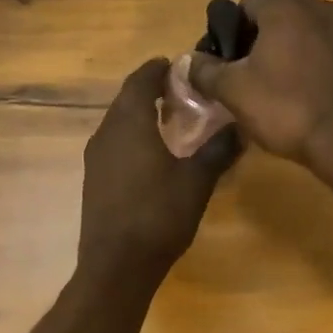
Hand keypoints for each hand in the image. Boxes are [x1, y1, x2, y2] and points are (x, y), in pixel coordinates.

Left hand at [78, 57, 238, 287]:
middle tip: (180, 95)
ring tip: (169, 124)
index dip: (159, 69)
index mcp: (129, 123)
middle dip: (151, 92)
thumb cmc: (159, 216)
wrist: (117, 265)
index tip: (178, 67)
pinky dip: (132, 140)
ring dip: (140, 117)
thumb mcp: (197, 181)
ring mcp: (95, 159)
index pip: (141, 79)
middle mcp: (106, 133)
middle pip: (126, 100)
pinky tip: (152, 157)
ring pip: (118, 124)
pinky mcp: (93, 181)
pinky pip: (113, 147)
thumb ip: (217, 150)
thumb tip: (239, 127)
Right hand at [187, 0, 332, 167]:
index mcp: (284, 7)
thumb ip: (206, 71)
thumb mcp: (234, 91)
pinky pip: (320, 50)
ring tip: (269, 86)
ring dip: (281, 51)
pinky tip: (298, 94)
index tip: (223, 62)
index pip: (246, 2)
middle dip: (255, 39)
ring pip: (299, 32)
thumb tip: (190, 61)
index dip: (229, 30)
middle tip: (243, 75)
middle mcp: (316, 7)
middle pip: (275, 14)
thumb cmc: (285, 109)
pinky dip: (305, 63)